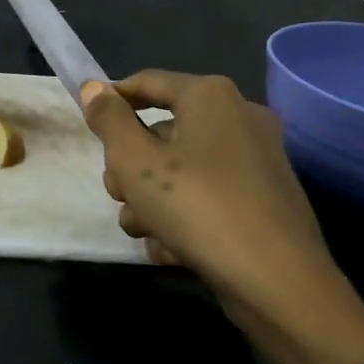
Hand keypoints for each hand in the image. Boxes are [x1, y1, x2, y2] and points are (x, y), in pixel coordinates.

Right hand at [79, 72, 347, 332]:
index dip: (111, 100)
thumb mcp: (135, 161)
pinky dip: (184, 217)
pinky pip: (207, 196)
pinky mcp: (262, 200)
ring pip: (180, 170)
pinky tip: (171, 248)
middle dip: (130, 167)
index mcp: (211, 97)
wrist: (276, 280)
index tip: (87, 127)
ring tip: (144, 230)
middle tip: (118, 194)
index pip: (147, 82)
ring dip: (151, 200)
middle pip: (162, 132)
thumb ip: (109, 121)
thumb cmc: (197, 206)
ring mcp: (255, 161)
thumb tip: (93, 88)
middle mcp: (238, 119)